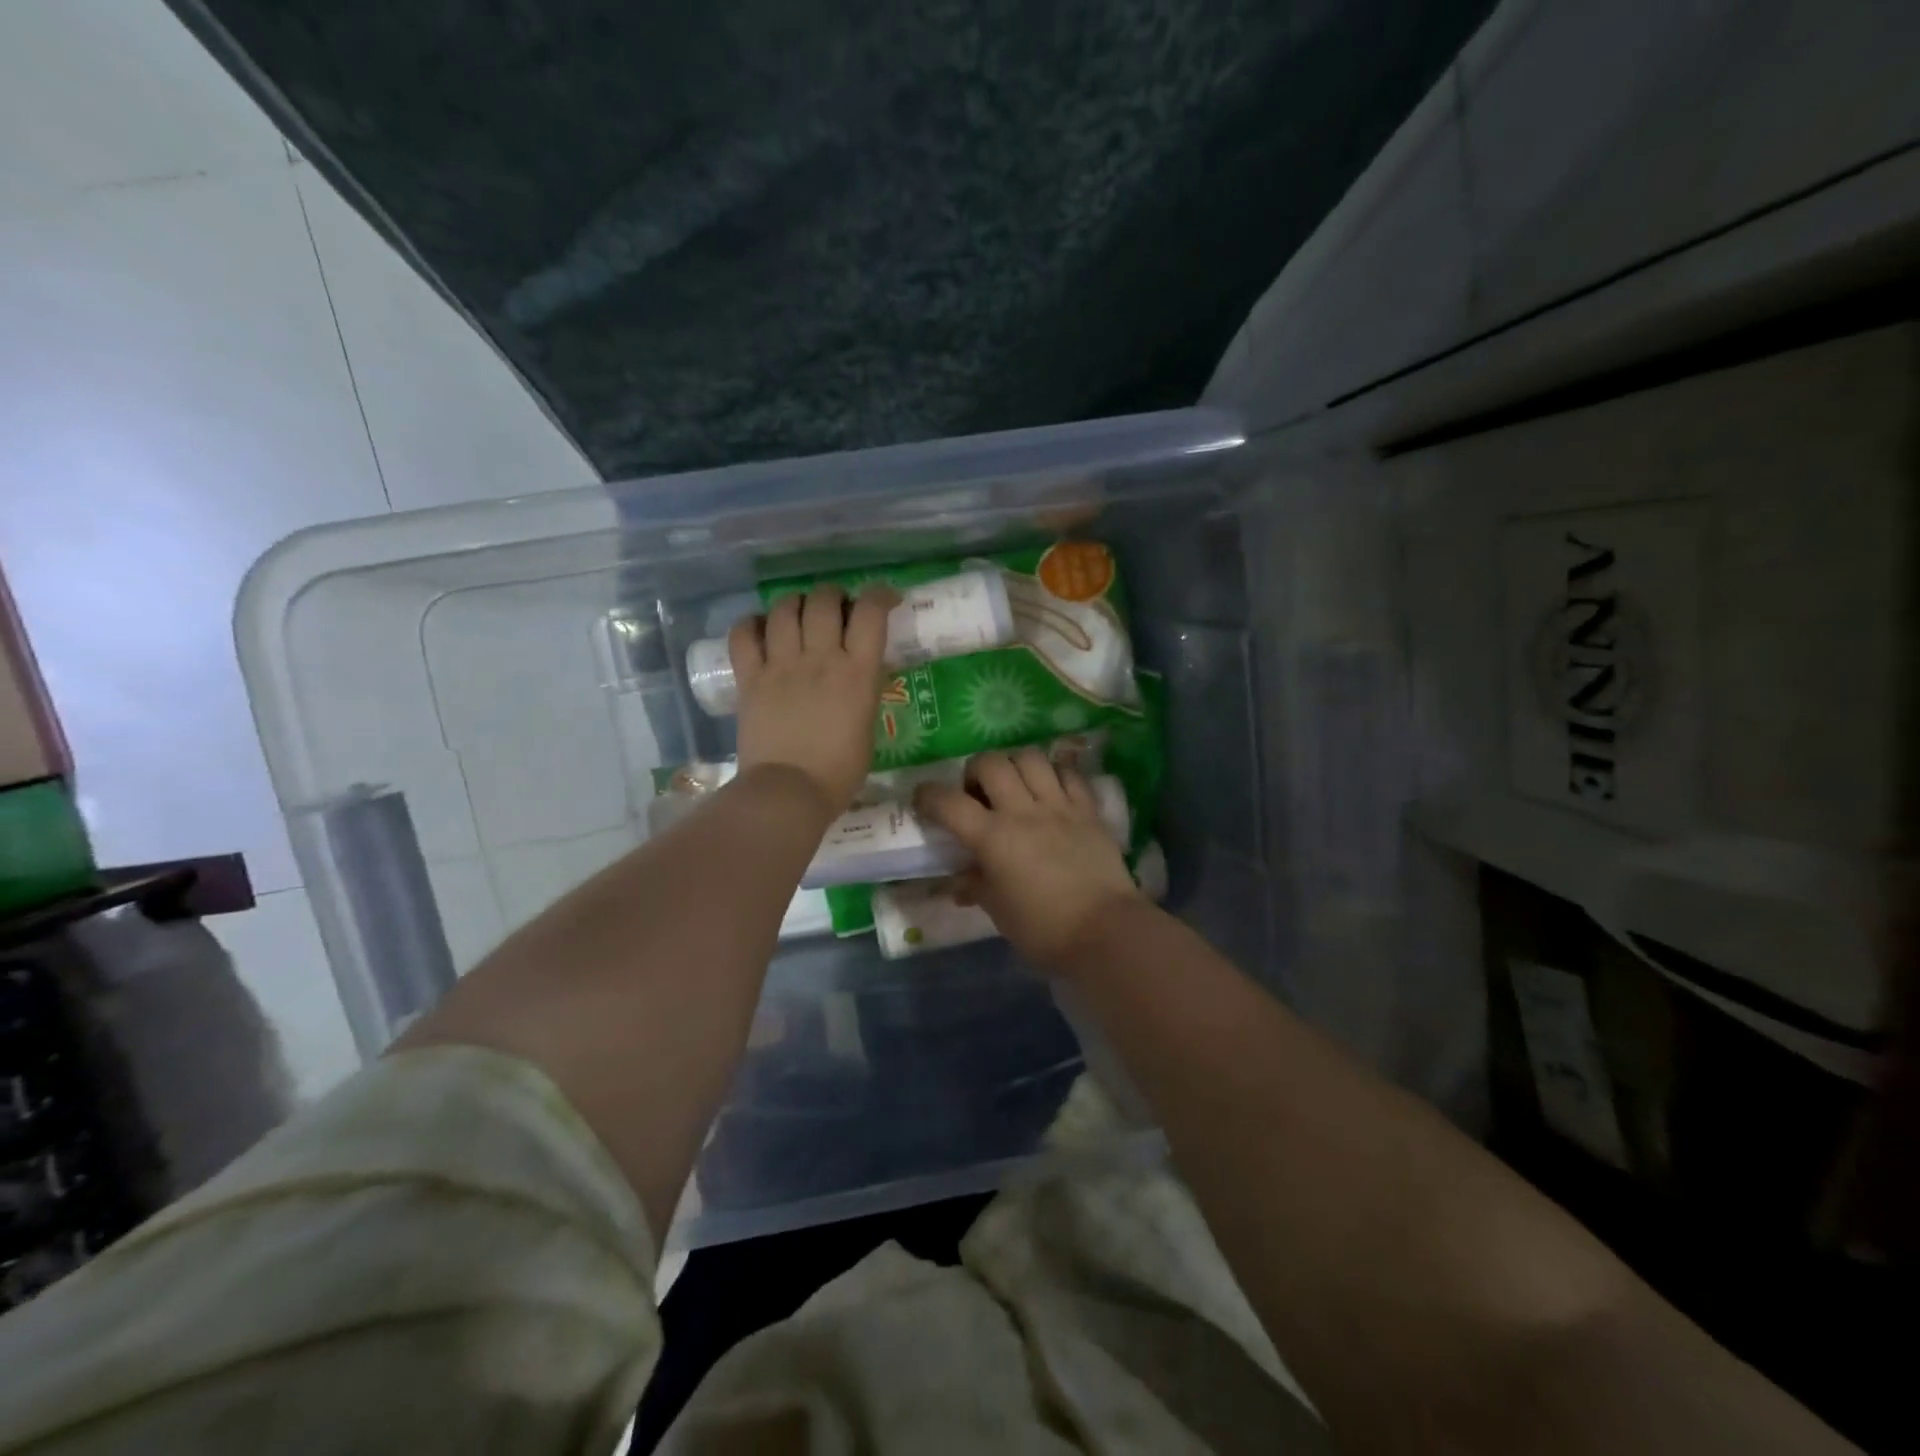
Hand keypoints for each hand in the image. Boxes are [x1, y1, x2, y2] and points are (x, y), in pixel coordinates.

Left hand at [731, 585, 894, 815]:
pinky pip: (744, 635)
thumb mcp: (867, 726)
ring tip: (798, 614)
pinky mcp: (750, 678)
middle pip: (823, 600)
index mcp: (857, 672)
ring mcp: (781, 666)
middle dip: (833, 595)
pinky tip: (760, 629)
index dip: (879, 595)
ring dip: (795, 603)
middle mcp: (820, 658)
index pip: (870, 612)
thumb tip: (856, 674)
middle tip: (835, 608)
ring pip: (784, 609)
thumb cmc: (839, 771)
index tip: (885, 599)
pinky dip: (752, 624)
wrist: (789, 792)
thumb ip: (862, 691)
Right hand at [915, 748, 1143, 971]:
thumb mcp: (999, 911)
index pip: (948, 802)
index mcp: (993, 838)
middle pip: (991, 763)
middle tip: (977, 792)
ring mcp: (1060, 806)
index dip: (928, 796)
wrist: (1105, 932)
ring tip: (1014, 784)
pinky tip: (1051, 789)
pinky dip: (1054, 774)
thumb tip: (960, 881)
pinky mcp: (1089, 810)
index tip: (923, 800)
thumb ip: (976, 886)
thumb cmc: (1043, 929)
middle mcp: (1023, 811)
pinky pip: (1069, 773)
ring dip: (1014, 765)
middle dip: (975, 770)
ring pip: (1031, 758)